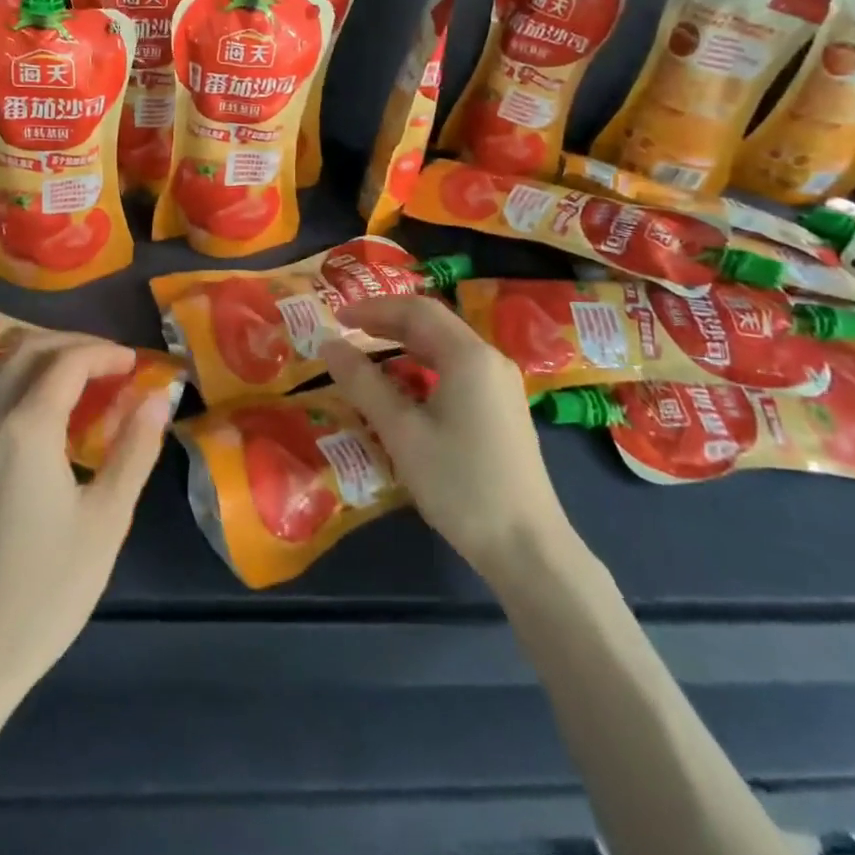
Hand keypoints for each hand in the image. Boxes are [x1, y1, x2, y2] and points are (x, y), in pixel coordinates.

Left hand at [0, 333, 170, 704]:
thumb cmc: (47, 588)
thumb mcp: (106, 519)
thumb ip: (134, 449)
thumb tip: (158, 397)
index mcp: (27, 428)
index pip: (67, 362)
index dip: (104, 353)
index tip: (134, 363)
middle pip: (27, 350)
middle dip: (72, 344)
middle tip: (109, 361)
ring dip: (37, 355)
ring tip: (75, 375)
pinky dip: (10, 378)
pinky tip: (33, 406)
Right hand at [319, 296, 569, 574]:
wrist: (527, 547)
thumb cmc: (460, 483)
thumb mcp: (402, 432)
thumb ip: (363, 382)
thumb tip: (328, 343)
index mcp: (469, 356)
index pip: (416, 310)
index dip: (373, 308)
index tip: (336, 317)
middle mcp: (489, 360)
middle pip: (433, 323)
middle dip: (387, 322)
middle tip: (346, 333)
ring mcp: (500, 385)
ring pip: (445, 347)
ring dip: (404, 344)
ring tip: (367, 357)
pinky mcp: (501, 409)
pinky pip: (456, 370)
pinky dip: (423, 367)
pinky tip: (403, 389)